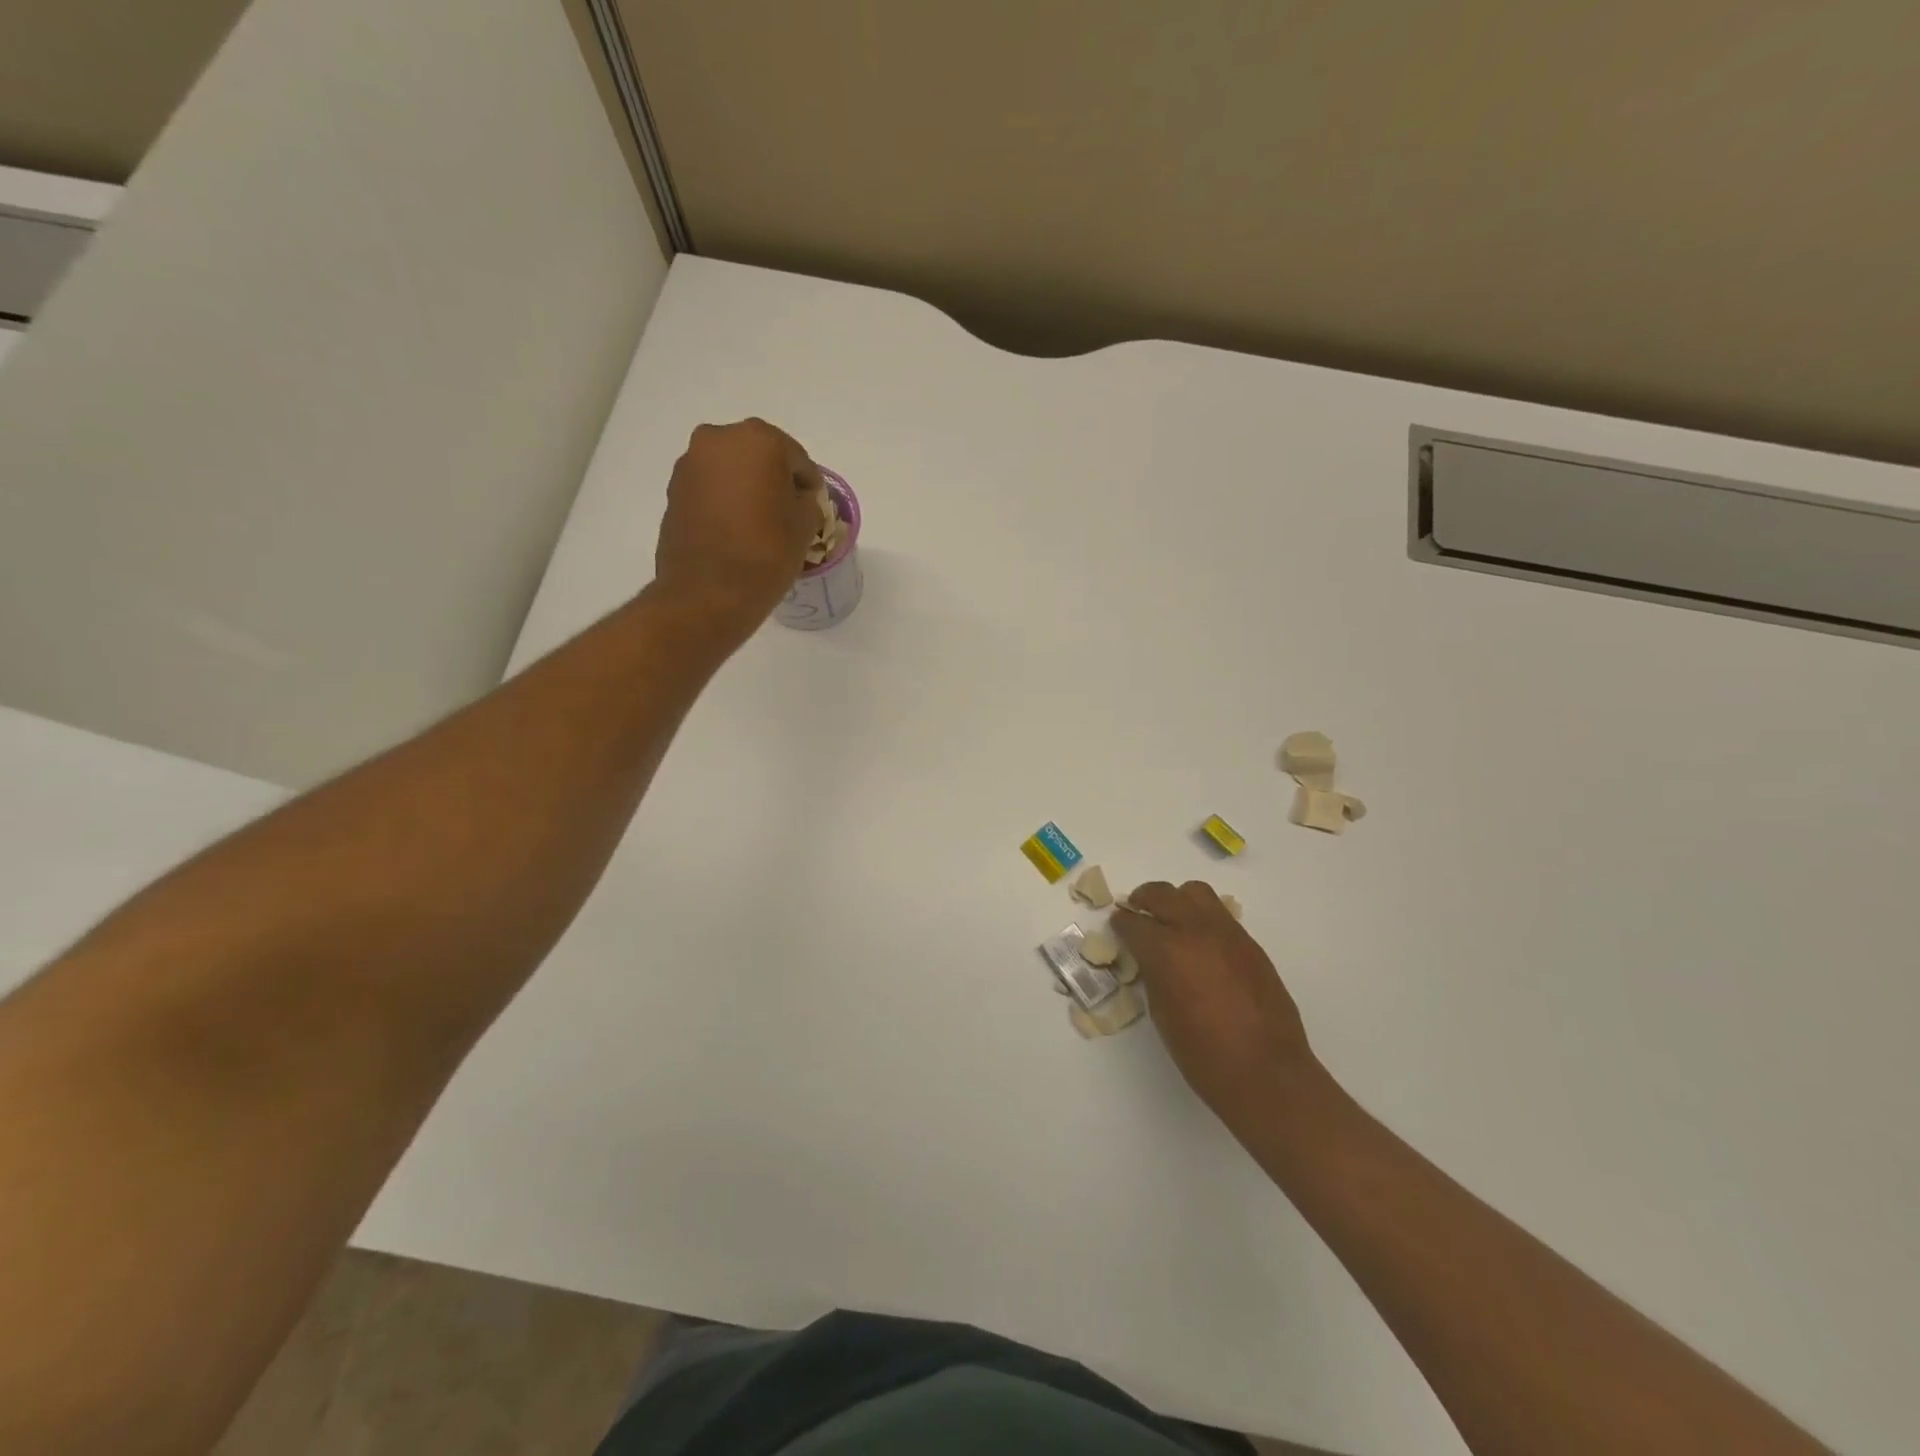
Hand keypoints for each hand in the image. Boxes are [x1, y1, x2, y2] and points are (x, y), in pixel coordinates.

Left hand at [654, 419, 823, 626]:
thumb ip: (808, 501)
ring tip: (758, 523)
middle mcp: (719, 439)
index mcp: (759, 439)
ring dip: (746, 488)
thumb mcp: (806, 526)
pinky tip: (734, 529)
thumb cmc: (766, 554)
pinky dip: (724, 501)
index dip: (808, 485)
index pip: (797, 458)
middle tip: (786, 513)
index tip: (813, 508)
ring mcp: (690, 463)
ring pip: (731, 470)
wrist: (708, 593)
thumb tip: (798, 498)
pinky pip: (710, 487)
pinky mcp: (673, 489)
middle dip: (774, 480)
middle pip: (759, 455)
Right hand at [1113, 881, 1318, 1124]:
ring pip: (1195, 892)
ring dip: (1177, 900)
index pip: (1133, 922)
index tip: (1118, 926)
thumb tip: (1150, 959)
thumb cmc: (1203, 1054)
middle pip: (1161, 894)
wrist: (1266, 1072)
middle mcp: (1195, 931)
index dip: (1121, 923)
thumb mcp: (1162, 1013)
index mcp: (1166, 951)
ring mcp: (1226, 933)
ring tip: (1172, 920)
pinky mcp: (1249, 943)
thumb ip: (1153, 975)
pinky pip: (1220, 915)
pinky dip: (1203, 918)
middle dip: (1144, 900)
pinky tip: (1201, 943)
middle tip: (1138, 913)